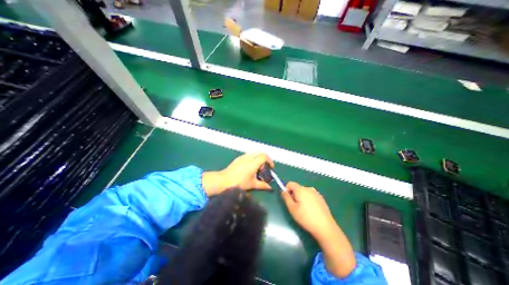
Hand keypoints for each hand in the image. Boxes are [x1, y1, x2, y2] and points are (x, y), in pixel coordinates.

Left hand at [203, 153, 273, 196]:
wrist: (224, 180)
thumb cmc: (239, 183)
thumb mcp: (252, 184)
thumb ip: (262, 185)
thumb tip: (270, 188)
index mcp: (253, 163)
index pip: (264, 156)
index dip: (270, 161)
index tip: (271, 167)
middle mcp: (249, 157)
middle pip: (260, 152)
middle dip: (265, 158)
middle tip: (265, 166)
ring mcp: (243, 157)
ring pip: (254, 153)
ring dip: (259, 157)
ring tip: (258, 167)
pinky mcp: (238, 158)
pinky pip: (249, 155)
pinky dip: (253, 158)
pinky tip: (250, 167)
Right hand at [280, 183, 354, 278]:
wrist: (325, 227)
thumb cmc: (305, 217)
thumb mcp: (292, 208)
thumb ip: (286, 197)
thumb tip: (283, 191)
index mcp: (301, 189)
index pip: (290, 183)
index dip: (286, 189)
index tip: (287, 199)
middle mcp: (308, 188)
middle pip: (297, 188)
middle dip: (294, 195)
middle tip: (295, 206)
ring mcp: (316, 193)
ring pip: (304, 192)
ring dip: (301, 198)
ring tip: (303, 210)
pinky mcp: (321, 198)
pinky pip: (311, 196)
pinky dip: (308, 200)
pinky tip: (311, 211)